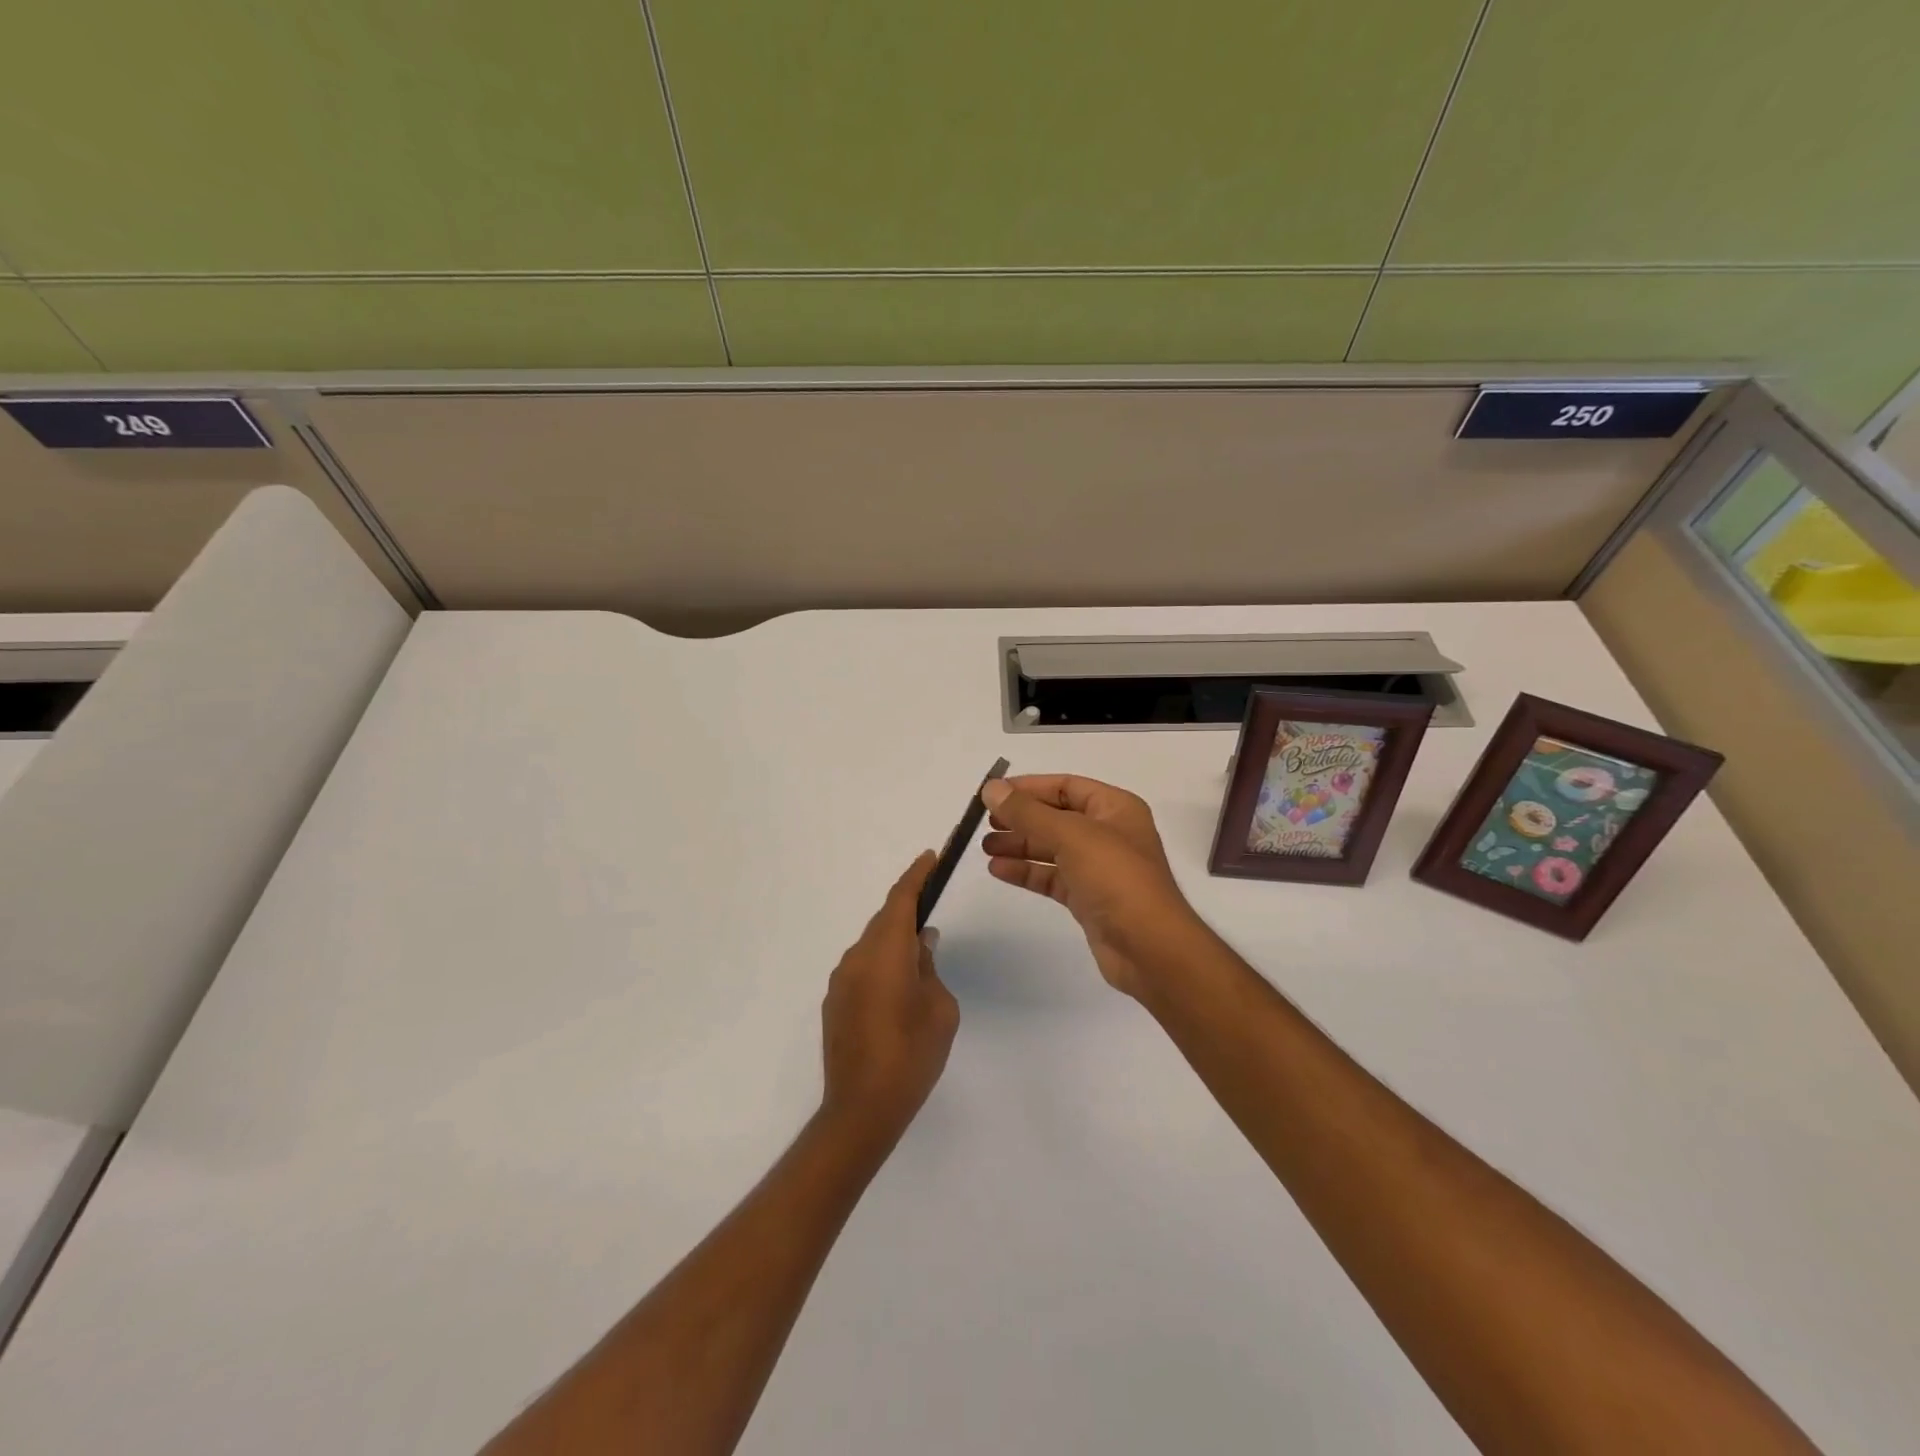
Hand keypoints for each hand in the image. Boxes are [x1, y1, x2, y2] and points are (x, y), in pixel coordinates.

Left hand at [819, 853, 960, 1150]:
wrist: (861, 1109)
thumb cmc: (912, 1055)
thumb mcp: (939, 1008)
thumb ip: (929, 967)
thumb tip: (920, 944)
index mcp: (886, 952)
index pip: (900, 900)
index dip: (916, 876)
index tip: (929, 857)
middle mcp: (858, 957)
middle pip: (884, 921)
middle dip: (907, 910)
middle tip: (931, 908)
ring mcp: (841, 980)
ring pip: (871, 946)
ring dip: (892, 942)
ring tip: (918, 958)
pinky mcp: (834, 1003)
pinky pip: (861, 968)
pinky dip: (880, 965)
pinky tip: (896, 990)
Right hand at [980, 775, 1204, 998]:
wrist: (1149, 948)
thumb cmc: (1116, 879)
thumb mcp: (1071, 836)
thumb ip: (1028, 812)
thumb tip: (991, 787)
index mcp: (1115, 808)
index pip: (1066, 786)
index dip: (1029, 788)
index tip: (993, 794)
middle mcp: (1108, 833)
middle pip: (1056, 817)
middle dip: (1020, 818)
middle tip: (984, 823)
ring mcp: (1099, 867)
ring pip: (1051, 848)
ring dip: (1019, 845)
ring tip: (984, 847)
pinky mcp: (1088, 898)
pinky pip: (1052, 877)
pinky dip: (1026, 872)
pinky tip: (998, 870)